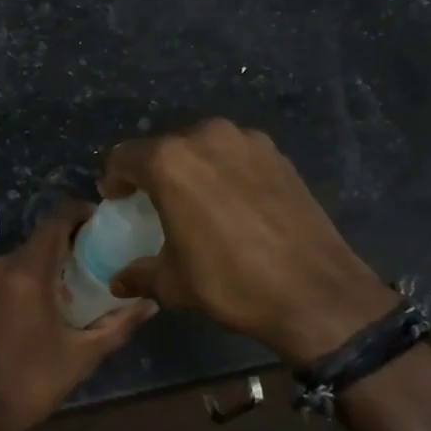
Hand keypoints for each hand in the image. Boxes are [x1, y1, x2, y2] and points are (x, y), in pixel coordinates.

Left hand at [0, 203, 157, 430]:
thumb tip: (151, 303)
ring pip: (26, 254)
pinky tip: (52, 298)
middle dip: (72, 241)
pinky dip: (33, 274)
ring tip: (82, 280)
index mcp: (28, 272)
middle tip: (104, 256)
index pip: (56, 220)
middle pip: (43, 237)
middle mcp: (2, 263)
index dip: (81, 213)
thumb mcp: (83, 355)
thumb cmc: (31, 382)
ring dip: (52, 260)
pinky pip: (11, 270)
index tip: (105, 222)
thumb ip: (118, 324)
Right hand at [102, 119, 397, 362]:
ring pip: (202, 146)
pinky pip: (235, 155)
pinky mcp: (277, 154)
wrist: (316, 292)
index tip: (119, 201)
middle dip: (154, 172)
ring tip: (198, 201)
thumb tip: (119, 280)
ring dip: (192, 168)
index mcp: (169, 162)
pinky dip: (225, 171)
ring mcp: (246, 141)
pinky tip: (234, 203)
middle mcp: (205, 137)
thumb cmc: (231, 283)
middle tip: (156, 203)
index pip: (124, 157)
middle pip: (164, 147)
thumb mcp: (174, 284)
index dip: (115, 179)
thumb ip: (139, 273)